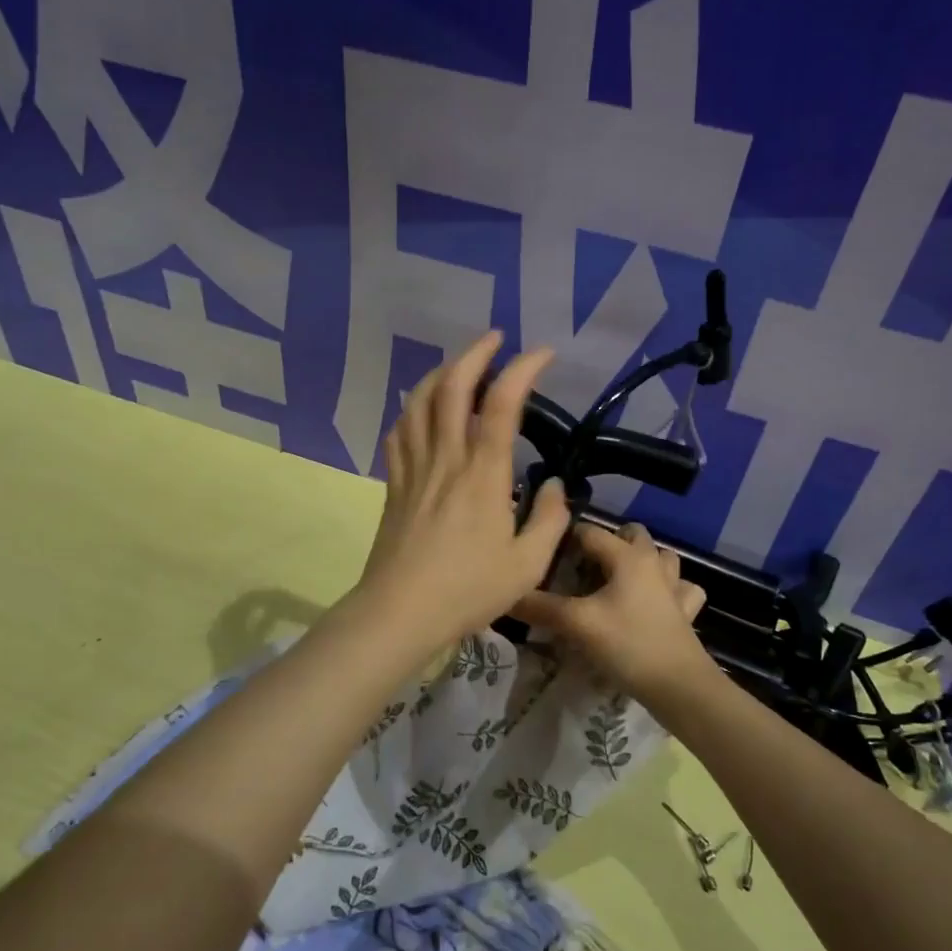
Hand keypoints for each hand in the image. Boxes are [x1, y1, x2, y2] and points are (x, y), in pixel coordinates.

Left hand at [353, 331, 571, 645]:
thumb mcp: (527, 565)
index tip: (542, 353)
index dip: (522, 369)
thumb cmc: (468, 590)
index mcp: (482, 475)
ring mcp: (415, 467)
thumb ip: (550, 520)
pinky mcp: (395, 482)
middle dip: (474, 353)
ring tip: (460, 365)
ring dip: (441, 372)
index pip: (501, 404)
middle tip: (494, 339)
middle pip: (452, 387)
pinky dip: (413, 407)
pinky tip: (422, 408)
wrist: (400, 611)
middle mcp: (446, 458)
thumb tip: (556, 486)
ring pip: (419, 402)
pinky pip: (400, 431)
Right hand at [513, 522, 713, 701]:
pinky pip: (680, 588)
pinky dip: (668, 589)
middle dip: (608, 543)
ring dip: (642, 560)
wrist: (679, 685)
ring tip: (619, 580)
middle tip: (584, 568)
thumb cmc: (627, 644)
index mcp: (627, 556)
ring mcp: (675, 586)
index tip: (546, 556)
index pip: (590, 532)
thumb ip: (540, 607)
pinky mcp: (687, 610)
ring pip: (661, 557)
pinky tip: (656, 602)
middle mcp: (653, 562)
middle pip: (631, 534)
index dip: (566, 539)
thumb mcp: (577, 624)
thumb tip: (506, 595)